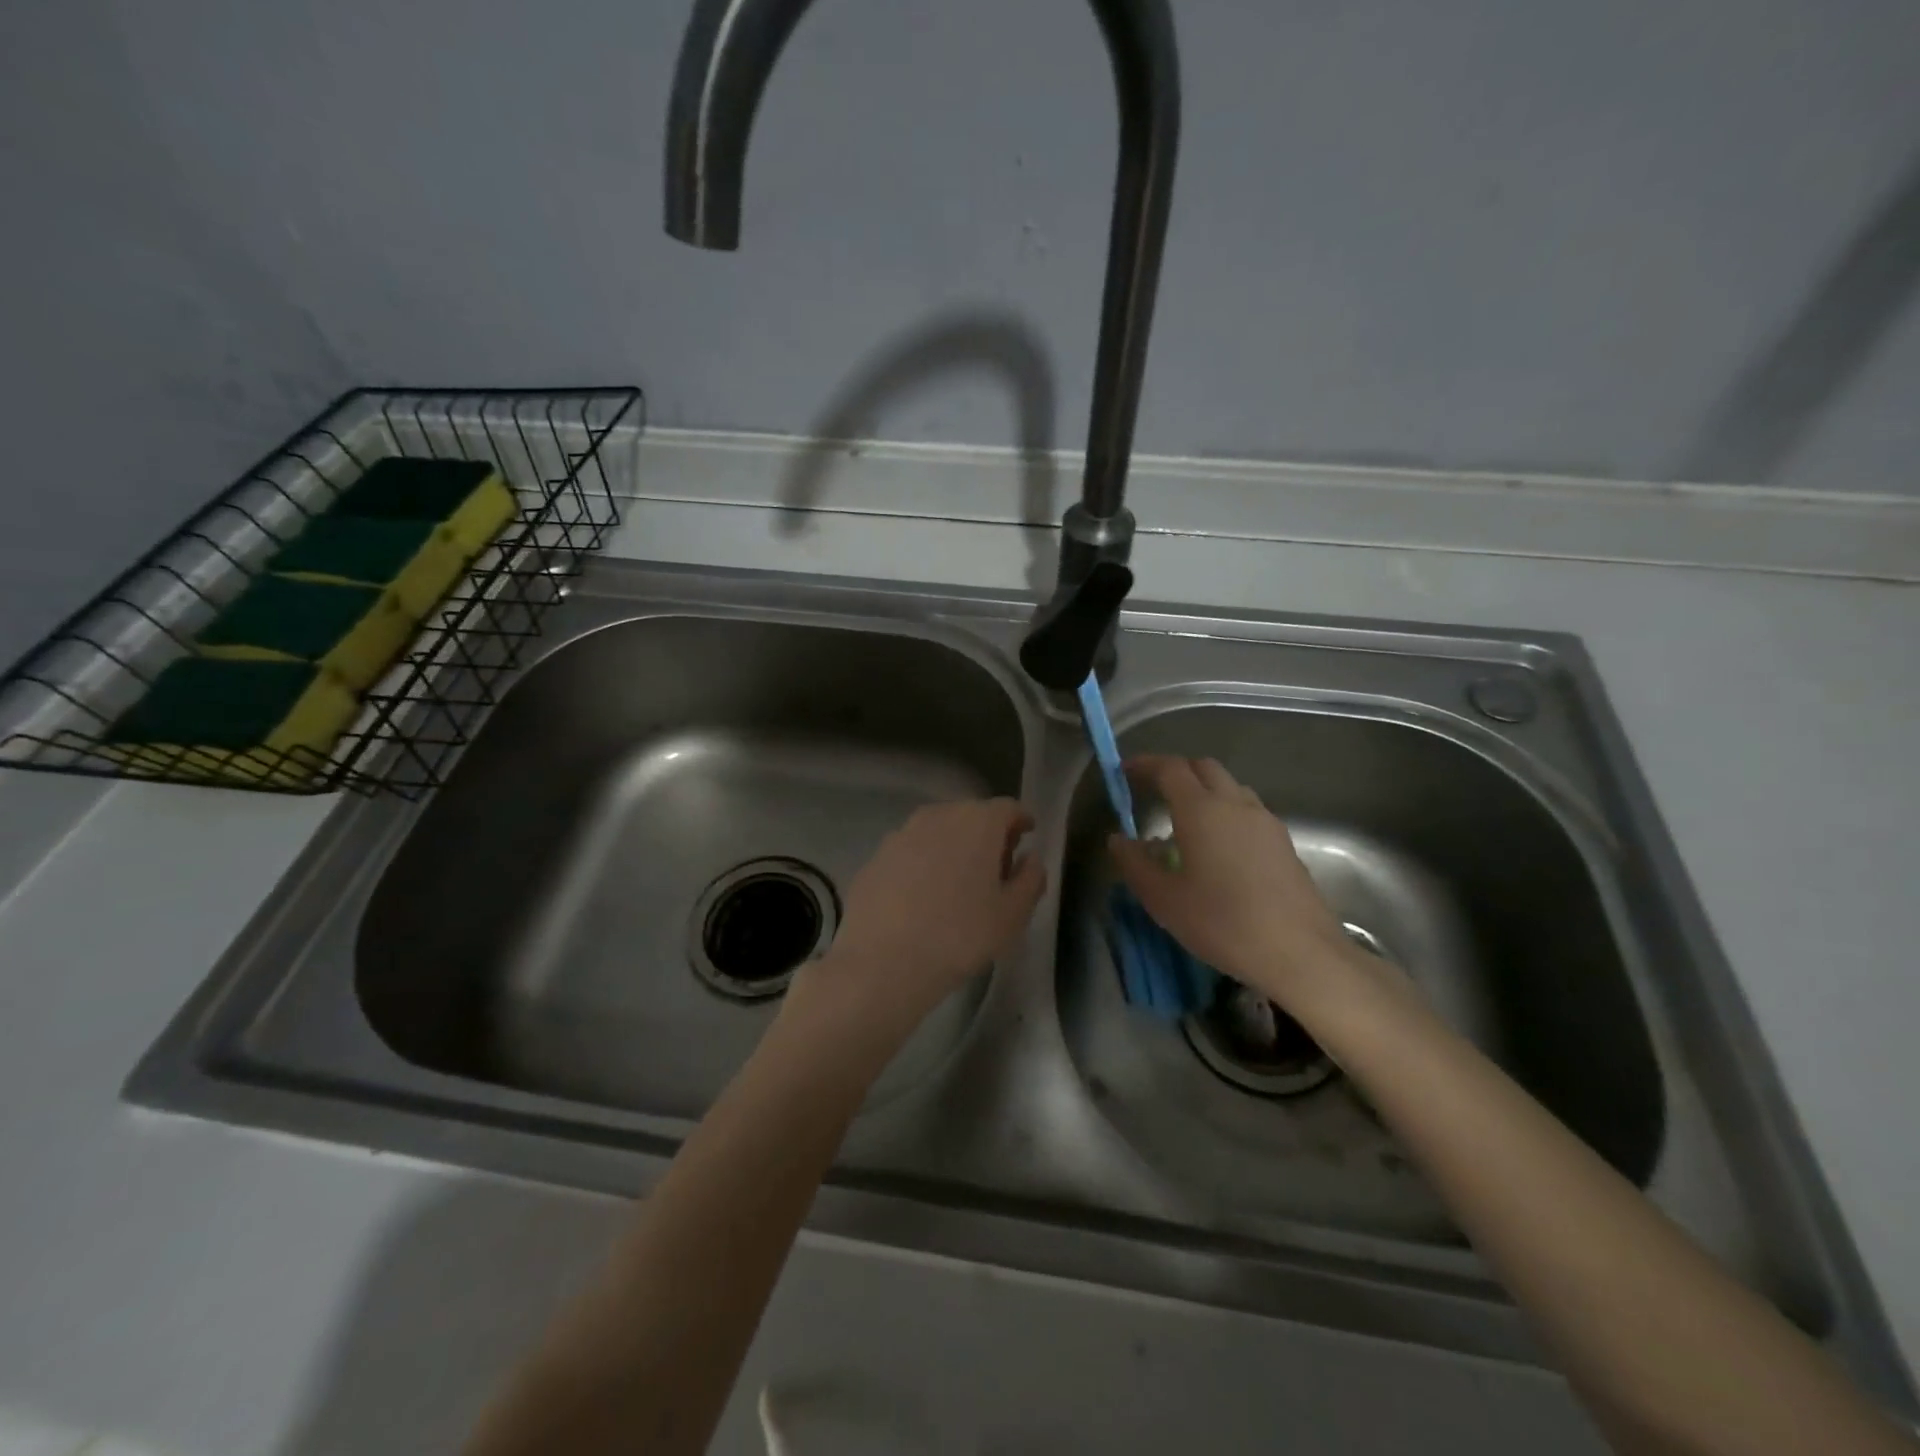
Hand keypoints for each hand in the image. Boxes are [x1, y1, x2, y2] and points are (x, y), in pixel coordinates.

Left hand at [798, 798, 1045, 1042]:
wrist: (881, 961)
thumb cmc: (959, 936)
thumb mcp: (1012, 915)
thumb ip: (1030, 879)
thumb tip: (1031, 859)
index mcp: (978, 822)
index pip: (1008, 808)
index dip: (1021, 821)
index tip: (1028, 837)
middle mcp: (938, 816)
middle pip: (972, 815)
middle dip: (988, 834)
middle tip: (997, 867)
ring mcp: (901, 834)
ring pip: (939, 831)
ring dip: (954, 847)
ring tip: (959, 884)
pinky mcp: (876, 857)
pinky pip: (911, 852)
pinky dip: (924, 864)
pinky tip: (923, 897)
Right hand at [1108, 755, 1366, 1011]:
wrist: (1300, 952)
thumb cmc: (1222, 923)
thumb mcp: (1163, 899)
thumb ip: (1135, 864)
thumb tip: (1118, 839)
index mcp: (1201, 809)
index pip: (1170, 768)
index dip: (1145, 765)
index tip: (1125, 772)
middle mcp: (1235, 804)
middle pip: (1203, 768)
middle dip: (1175, 771)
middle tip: (1153, 791)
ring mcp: (1265, 821)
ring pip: (1230, 787)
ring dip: (1204, 790)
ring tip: (1185, 820)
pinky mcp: (1283, 842)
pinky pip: (1248, 810)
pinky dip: (1226, 812)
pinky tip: (1219, 847)